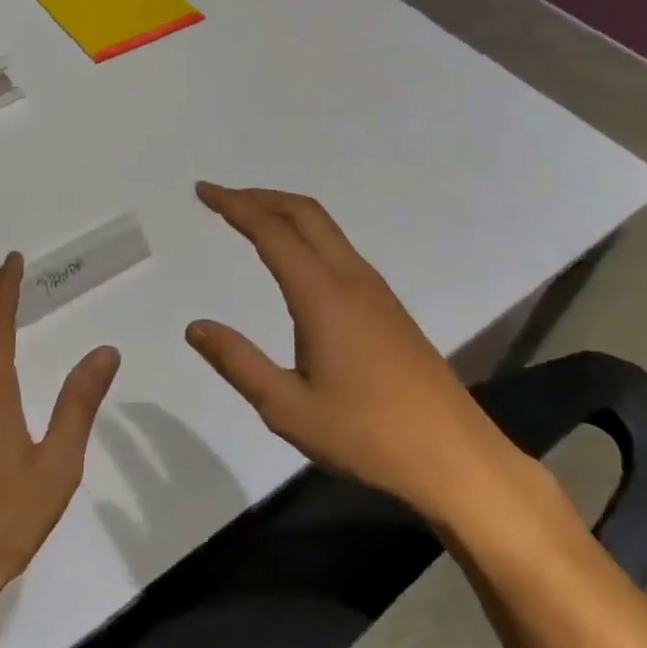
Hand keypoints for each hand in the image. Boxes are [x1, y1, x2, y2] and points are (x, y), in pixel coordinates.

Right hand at [185, 182, 520, 524]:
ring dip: (285, 214)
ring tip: (250, 221)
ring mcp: (375, 291)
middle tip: (222, 198)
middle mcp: (351, 279)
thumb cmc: (366, 434)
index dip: (235, 205)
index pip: (272, 231)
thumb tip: (194, 327)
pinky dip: (306, 236)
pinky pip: (339, 250)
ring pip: (326, 229)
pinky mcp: (387, 307)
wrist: (452, 456)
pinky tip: (294, 262)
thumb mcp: (287, 408)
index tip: (204, 191)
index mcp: (323, 296)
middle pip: (305, 213)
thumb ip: (238, 362)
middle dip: (260, 197)